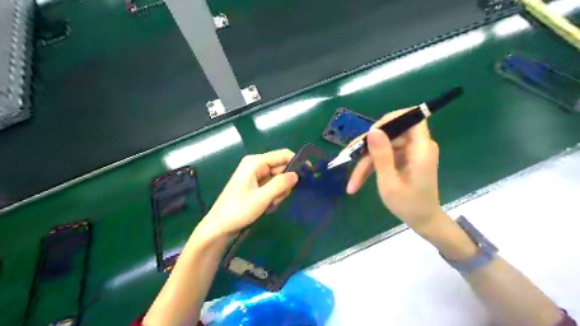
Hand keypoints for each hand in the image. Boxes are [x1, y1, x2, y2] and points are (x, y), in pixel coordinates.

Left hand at [198, 149, 297, 240]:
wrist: (219, 227)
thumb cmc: (238, 210)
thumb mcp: (262, 197)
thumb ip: (280, 184)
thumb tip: (297, 175)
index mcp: (255, 162)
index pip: (282, 155)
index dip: (297, 161)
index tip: (309, 173)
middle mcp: (256, 165)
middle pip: (281, 168)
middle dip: (284, 184)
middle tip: (279, 198)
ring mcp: (255, 176)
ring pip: (278, 179)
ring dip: (278, 192)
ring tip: (269, 204)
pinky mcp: (255, 186)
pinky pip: (271, 187)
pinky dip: (273, 196)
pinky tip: (266, 206)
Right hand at [346, 109, 441, 228]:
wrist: (423, 221)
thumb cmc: (409, 205)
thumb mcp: (389, 182)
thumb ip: (381, 156)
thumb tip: (372, 131)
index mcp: (421, 149)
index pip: (412, 118)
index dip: (391, 119)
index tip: (371, 133)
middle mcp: (418, 146)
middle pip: (390, 134)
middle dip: (367, 148)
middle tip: (347, 158)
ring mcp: (410, 152)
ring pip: (383, 146)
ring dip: (365, 162)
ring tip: (352, 182)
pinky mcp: (404, 159)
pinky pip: (385, 155)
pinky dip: (371, 166)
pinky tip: (358, 180)